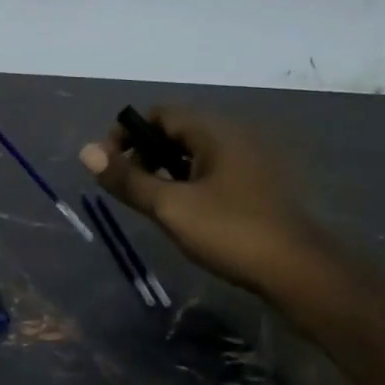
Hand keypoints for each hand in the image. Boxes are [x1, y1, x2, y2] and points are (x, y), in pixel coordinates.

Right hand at [79, 107, 309, 293]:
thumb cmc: (230, 231)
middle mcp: (234, 135)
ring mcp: (250, 161)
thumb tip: (86, 152)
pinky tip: (185, 213)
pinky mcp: (258, 185)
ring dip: (166, 170)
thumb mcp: (170, 207)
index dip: (128, 134)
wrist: (298, 271)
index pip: (159, 114)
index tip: (110, 166)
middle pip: (177, 131)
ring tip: (152, 203)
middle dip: (145, 153)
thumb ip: (127, 179)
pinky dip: (190, 182)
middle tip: (129, 188)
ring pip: (195, 153)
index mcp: (214, 131)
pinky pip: (213, 171)